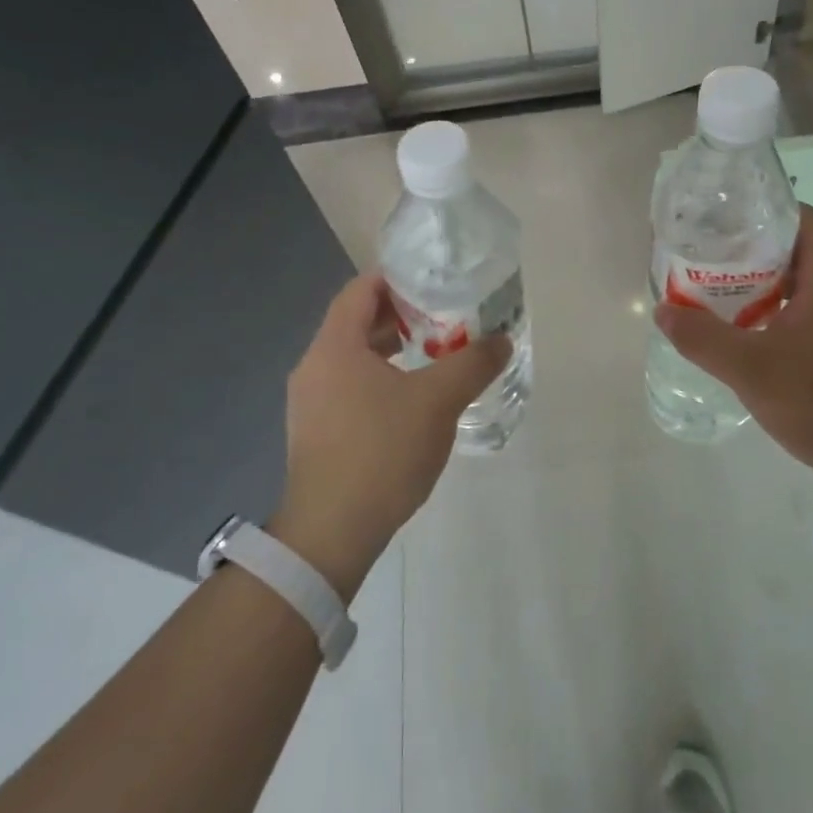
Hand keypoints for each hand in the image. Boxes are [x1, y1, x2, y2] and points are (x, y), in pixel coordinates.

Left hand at [271, 273, 509, 598]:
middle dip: (401, 316)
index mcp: (334, 347)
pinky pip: (350, 388)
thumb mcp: (438, 402)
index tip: (434, 282)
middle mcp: (314, 367)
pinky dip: (381, 380)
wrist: (331, 533)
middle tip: (445, 316)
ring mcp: (310, 403)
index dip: (397, 279)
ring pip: (354, 358)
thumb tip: (502, 339)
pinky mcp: (316, 432)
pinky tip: (413, 400)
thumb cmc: (381, 452)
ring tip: (436, 355)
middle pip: (357, 323)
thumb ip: (473, 364)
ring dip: (393, 350)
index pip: (361, 290)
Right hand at [653, 205, 812, 478]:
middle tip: (707, 259)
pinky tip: (748, 338)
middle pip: (796, 252)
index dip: (764, 211)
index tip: (723, 220)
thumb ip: (703, 338)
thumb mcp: (751, 369)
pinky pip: (808, 316)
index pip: (802, 220)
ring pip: (801, 287)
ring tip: (717, 294)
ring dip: (762, 287)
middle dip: (751, 251)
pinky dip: (776, 316)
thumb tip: (663, 311)